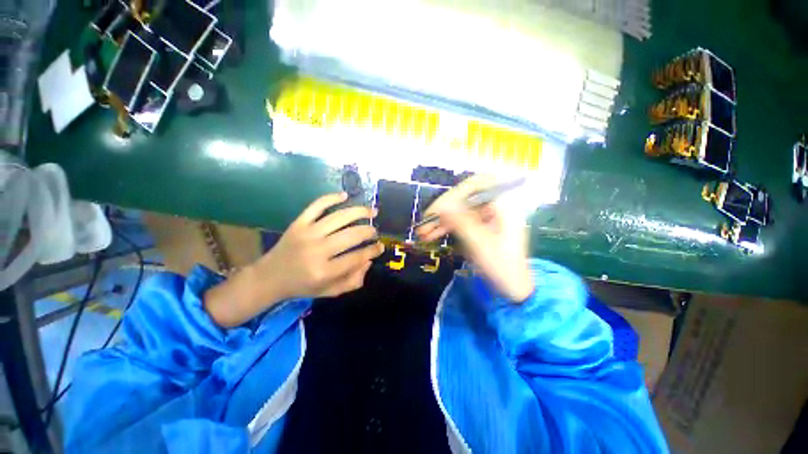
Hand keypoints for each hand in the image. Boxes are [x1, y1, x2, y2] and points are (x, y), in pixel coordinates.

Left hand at [205, 193, 382, 326]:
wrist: (269, 277)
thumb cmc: (302, 286)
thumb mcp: (329, 292)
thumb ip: (352, 281)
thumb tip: (368, 261)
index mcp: (324, 271)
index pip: (357, 257)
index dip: (373, 250)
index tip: (381, 246)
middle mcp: (317, 250)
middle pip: (352, 235)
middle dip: (369, 231)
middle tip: (375, 232)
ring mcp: (307, 233)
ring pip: (339, 217)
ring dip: (360, 212)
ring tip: (373, 211)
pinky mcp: (298, 223)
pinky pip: (317, 205)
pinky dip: (331, 197)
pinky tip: (345, 195)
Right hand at [416, 175, 533, 301]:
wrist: (514, 287)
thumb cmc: (502, 266)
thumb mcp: (480, 244)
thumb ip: (461, 222)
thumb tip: (440, 206)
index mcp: (504, 204)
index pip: (476, 185)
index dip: (453, 194)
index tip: (436, 209)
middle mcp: (496, 205)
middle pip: (465, 197)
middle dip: (443, 209)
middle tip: (424, 221)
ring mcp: (488, 215)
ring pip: (459, 210)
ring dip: (441, 220)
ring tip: (423, 232)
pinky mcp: (481, 225)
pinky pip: (461, 220)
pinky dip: (447, 227)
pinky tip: (431, 235)